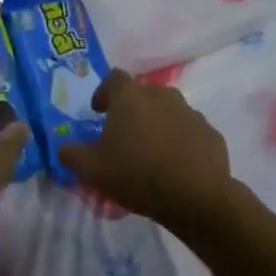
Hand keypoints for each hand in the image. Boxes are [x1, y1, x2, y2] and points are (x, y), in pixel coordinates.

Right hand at [58, 71, 235, 229]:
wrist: (196, 196)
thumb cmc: (136, 174)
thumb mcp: (91, 169)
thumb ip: (71, 154)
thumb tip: (64, 148)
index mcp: (131, 97)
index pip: (114, 78)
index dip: (104, 92)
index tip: (99, 111)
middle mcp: (162, 96)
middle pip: (143, 95)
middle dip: (131, 111)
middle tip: (123, 137)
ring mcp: (191, 113)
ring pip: (168, 112)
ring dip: (157, 126)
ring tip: (150, 154)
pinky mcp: (211, 134)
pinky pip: (190, 133)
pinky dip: (180, 143)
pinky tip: (175, 166)